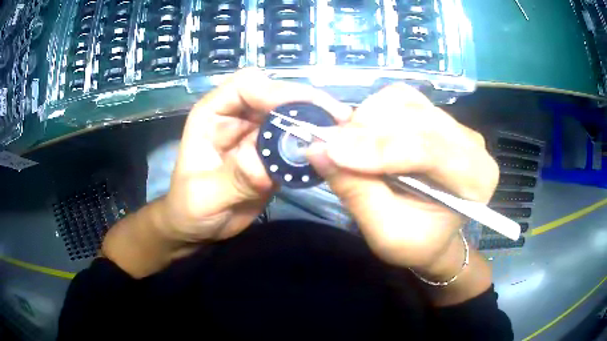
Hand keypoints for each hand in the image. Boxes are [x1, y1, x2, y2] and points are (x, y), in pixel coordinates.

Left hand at [160, 69, 351, 241]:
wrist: (198, 228)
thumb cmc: (189, 208)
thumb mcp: (204, 196)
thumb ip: (233, 179)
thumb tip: (265, 163)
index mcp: (212, 114)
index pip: (245, 86)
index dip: (274, 91)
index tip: (304, 109)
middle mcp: (236, 117)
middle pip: (275, 95)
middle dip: (306, 102)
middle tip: (337, 117)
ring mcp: (256, 135)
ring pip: (290, 115)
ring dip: (315, 121)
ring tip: (341, 131)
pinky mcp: (271, 154)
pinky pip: (295, 141)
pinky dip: (313, 144)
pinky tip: (331, 150)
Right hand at [307, 84, 498, 278]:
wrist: (433, 233)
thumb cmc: (417, 241)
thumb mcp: (386, 233)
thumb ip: (357, 192)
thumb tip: (318, 150)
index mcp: (476, 179)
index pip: (430, 150)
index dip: (379, 147)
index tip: (333, 152)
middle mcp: (471, 143)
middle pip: (415, 118)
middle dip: (367, 132)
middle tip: (333, 152)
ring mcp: (453, 123)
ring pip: (404, 102)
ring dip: (368, 119)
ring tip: (349, 147)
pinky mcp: (433, 113)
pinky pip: (399, 97)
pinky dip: (373, 110)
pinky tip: (365, 134)